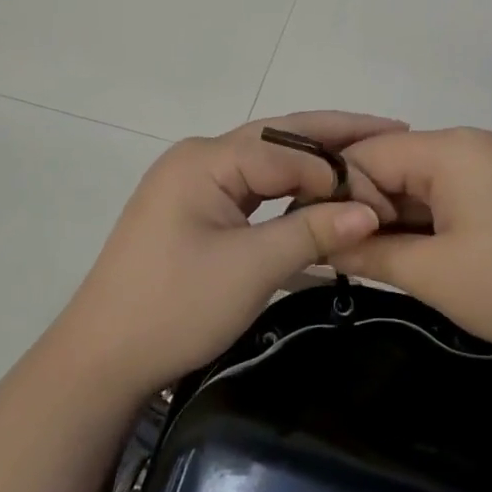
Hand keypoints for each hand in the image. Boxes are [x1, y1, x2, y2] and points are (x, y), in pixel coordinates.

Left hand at [54, 113, 404, 397]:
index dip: (339, 171)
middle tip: (392, 129)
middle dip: (335, 135)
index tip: (384, 196)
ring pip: (267, 160)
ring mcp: (195, 181)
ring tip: (366, 153)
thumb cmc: (173, 308)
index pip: (289, 151)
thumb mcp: (250, 270)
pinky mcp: (196, 208)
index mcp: (206, 158)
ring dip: (314, 161)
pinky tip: (320, 190)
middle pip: (279, 138)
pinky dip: (289, 188)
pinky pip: (253, 186)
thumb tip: (371, 211)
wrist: (99, 362)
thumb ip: (312, 232)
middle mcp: (200, 156)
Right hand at [332, 128, 491, 361]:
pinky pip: (453, 191)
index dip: (338, 194)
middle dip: (369, 207)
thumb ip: (370, 252)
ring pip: (424, 180)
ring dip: (400, 216)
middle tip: (346, 254)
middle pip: (397, 164)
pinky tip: (424, 254)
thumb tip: (321, 243)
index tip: (319, 235)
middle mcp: (470, 142)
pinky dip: (431, 218)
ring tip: (380, 258)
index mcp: (449, 149)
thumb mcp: (434, 275)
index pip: (369, 155)